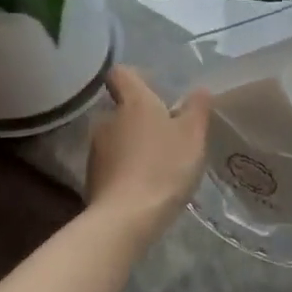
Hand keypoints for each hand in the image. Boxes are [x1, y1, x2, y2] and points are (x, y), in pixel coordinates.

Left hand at [86, 66, 211, 244]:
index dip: (136, 76)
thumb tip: (199, 90)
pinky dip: (126, 169)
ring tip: (157, 164)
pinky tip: (144, 186)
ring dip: (133, 145)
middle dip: (140, 118)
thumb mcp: (193, 135)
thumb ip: (197, 108)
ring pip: (116, 137)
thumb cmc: (164, 167)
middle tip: (166, 134)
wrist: (126, 218)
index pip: (121, 73)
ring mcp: (96, 149)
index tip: (155, 89)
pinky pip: (112, 164)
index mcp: (133, 102)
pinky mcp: (92, 177)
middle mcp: (108, 119)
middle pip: (121, 108)